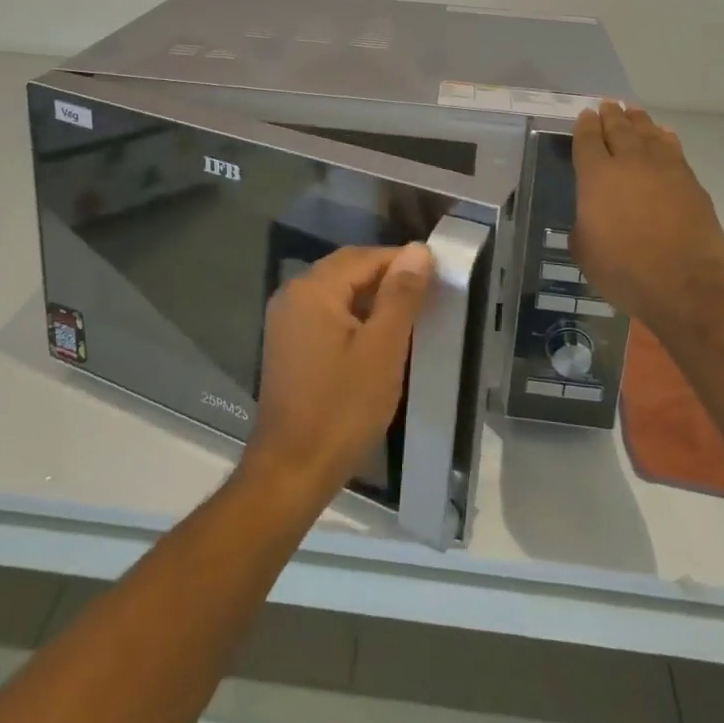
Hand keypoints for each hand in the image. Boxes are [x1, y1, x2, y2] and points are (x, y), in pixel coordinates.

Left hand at [245, 243, 433, 501]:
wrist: (291, 472)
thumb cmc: (341, 409)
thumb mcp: (382, 349)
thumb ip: (401, 295)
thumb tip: (418, 250)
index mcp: (313, 288)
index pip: (365, 257)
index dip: (402, 262)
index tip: (437, 277)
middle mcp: (293, 294)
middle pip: (348, 269)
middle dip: (387, 277)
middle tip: (426, 296)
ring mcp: (286, 320)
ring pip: (337, 291)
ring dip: (371, 297)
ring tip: (408, 317)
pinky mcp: (287, 344)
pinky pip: (325, 313)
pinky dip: (353, 316)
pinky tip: (376, 339)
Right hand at [571, 103, 723, 337]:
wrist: (685, 285)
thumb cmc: (624, 271)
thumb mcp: (585, 251)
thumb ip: (583, 225)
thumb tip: (590, 218)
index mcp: (596, 177)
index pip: (588, 140)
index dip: (585, 125)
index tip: (586, 115)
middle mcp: (629, 163)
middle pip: (619, 129)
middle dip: (611, 115)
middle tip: (608, 104)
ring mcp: (663, 169)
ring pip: (648, 133)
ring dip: (638, 120)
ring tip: (633, 112)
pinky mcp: (690, 181)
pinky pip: (673, 149)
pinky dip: (665, 138)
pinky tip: (664, 135)